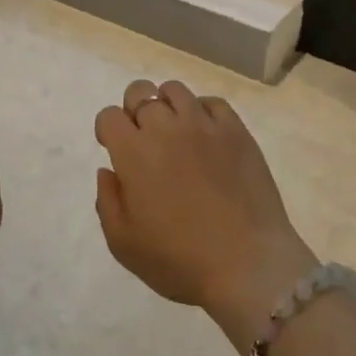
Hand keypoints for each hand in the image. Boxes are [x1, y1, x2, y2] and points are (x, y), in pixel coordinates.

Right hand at [93, 79, 316, 317]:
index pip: (109, 116)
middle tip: (144, 140)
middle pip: (140, 93)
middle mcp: (166, 128)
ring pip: (175, 91)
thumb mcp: (123, 243)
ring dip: (166, 106)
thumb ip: (107, 201)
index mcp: (133, 152)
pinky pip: (213, 103)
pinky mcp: (237, 131)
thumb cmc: (179, 260)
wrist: (247, 264)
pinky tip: (206, 137)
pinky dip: (202, 112)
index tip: (115, 150)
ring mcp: (204, 125)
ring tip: (175, 133)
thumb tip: (109, 170)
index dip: (107, 130)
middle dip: (134, 111)